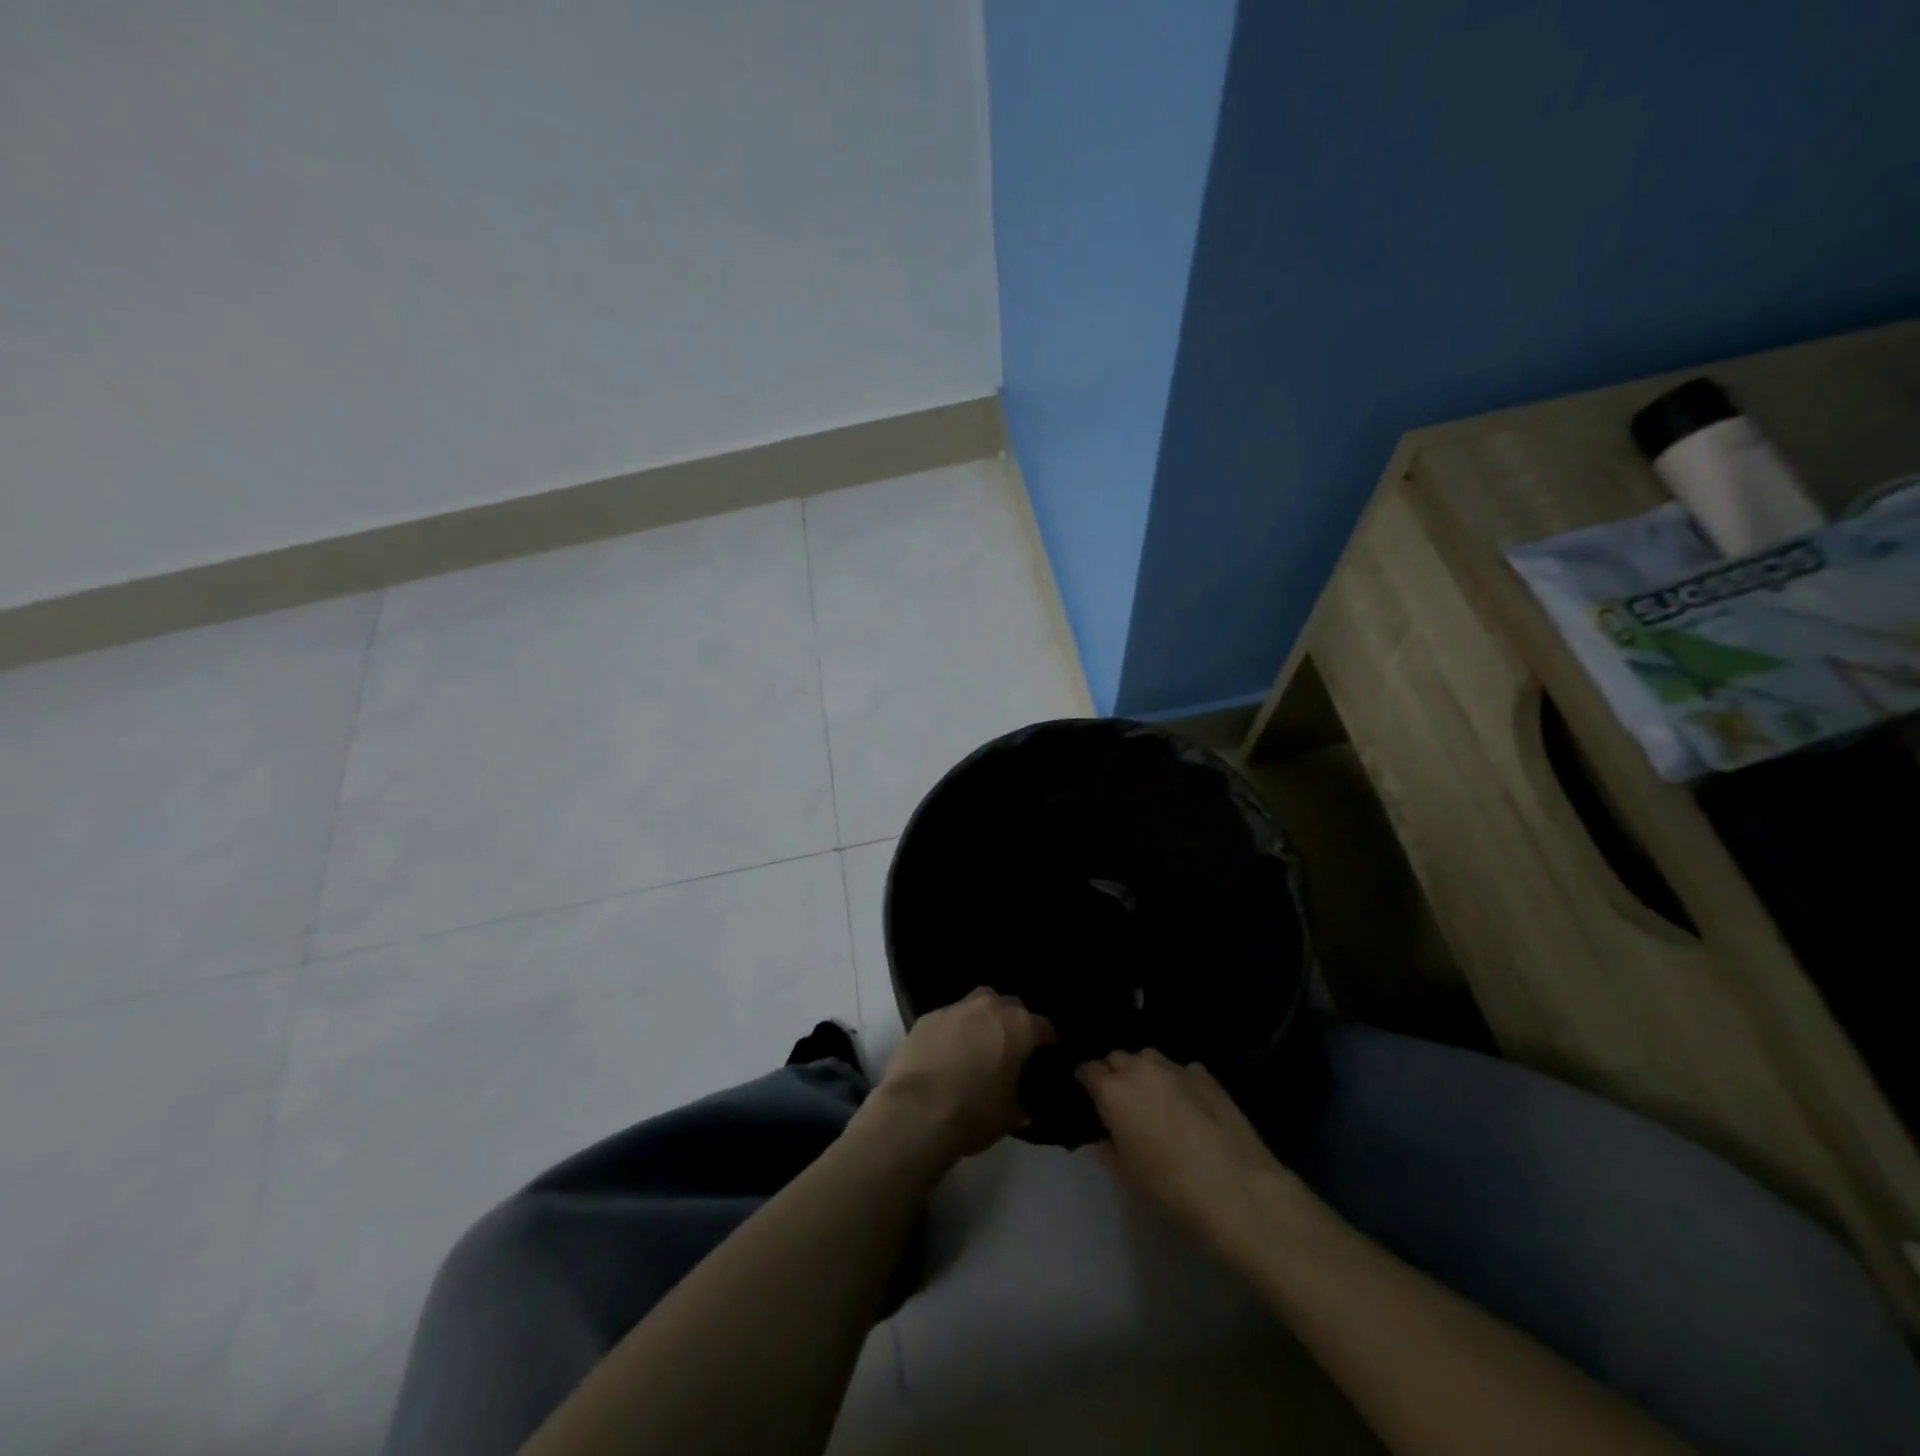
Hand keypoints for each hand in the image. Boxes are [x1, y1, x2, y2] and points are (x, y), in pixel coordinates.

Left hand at [866, 989, 1055, 1162]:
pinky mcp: (927, 1017)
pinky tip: (947, 1053)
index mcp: (1019, 1026)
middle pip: (1011, 1007)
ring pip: (979, 1004)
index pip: (1045, 1028)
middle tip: (1010, 1052)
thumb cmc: (973, 1113)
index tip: (1044, 1062)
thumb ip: (1025, 1098)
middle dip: (1014, 1024)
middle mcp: (989, 1006)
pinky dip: (954, 1030)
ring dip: (983, 1020)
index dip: (1047, 1045)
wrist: (915, 1112)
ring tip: (978, 1047)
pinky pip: (950, 1018)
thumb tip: (1025, 1097)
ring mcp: (955, 1008)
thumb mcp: (1012, 1115)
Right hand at [1078, 1049, 1307, 1260]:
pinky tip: (1188, 1104)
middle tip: (1121, 1100)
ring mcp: (1175, 1068)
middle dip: (1115, 1073)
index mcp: (1113, 1091)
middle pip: (1118, 1058)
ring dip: (1144, 1072)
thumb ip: (1109, 1150)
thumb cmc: (1171, 1189)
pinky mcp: (1206, 1075)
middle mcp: (1140, 1069)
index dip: (1086, 1080)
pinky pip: (1181, 1070)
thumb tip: (1104, 1138)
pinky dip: (1177, 1080)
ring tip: (1154, 1098)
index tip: (1088, 1093)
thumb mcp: (1128, 1177)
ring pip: (1149, 1058)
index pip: (1087, 1069)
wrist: (1238, 1190)